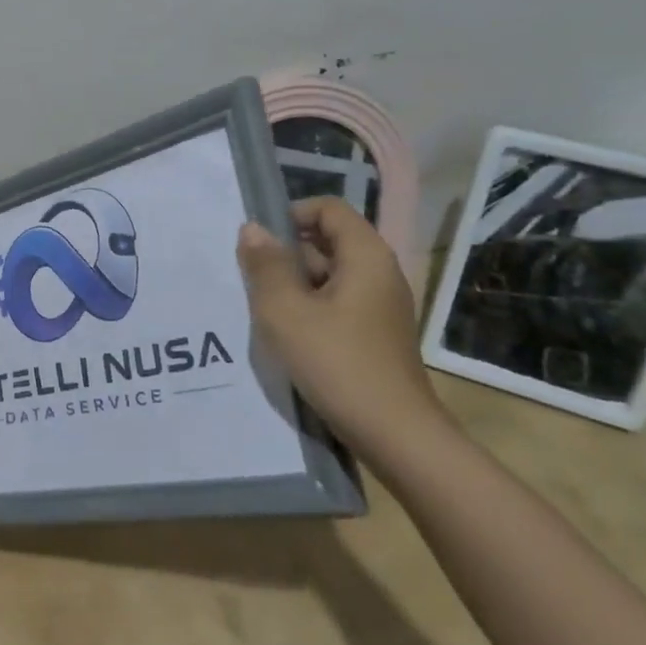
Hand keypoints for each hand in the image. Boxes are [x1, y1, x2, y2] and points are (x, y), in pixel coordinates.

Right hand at [237, 197, 450, 460]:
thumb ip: (265, 266)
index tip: (258, 241)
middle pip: (328, 241)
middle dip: (286, 254)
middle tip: (250, 277)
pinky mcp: (375, 335)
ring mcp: (380, 307)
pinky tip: (285, 335)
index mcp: (366, 256)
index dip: (291, 214)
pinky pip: (337, 304)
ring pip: (330, 277)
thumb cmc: (338, 363)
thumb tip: (252, 228)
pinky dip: (309, 309)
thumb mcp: (286, 312)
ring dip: (294, 285)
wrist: (396, 435)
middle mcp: (379, 273)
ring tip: (260, 308)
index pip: (329, 209)